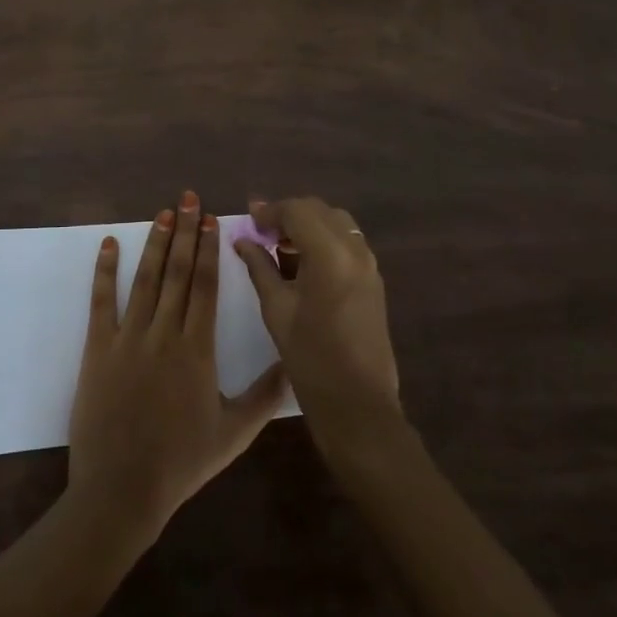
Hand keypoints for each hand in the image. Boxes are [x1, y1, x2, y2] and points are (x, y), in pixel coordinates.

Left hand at [68, 191, 288, 545]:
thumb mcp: (234, 434)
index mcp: (197, 349)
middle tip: (188, 198)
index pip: (204, 286)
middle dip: (185, 232)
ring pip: (144, 279)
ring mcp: (127, 338)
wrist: (122, 489)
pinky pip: (101, 301)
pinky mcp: (97, 348)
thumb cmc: (181, 462)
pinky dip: (104, 270)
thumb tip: (294, 365)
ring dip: (154, 243)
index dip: (208, 249)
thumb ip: (265, 396)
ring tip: (162, 213)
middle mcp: (163, 333)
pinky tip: (108, 243)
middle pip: (177, 272)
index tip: (211, 220)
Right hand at [233, 198, 403, 459]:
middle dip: (289, 214)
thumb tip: (242, 240)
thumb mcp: (277, 309)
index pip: (297, 210)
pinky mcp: (374, 280)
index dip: (269, 211)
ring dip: (308, 225)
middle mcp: (355, 250)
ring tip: (280, 246)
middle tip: (261, 232)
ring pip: (336, 223)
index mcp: (330, 254)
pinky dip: (324, 240)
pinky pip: (347, 243)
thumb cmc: (310, 358)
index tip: (248, 221)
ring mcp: (369, 264)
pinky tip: (303, 264)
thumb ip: (260, 267)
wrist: (358, 405)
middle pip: (319, 211)